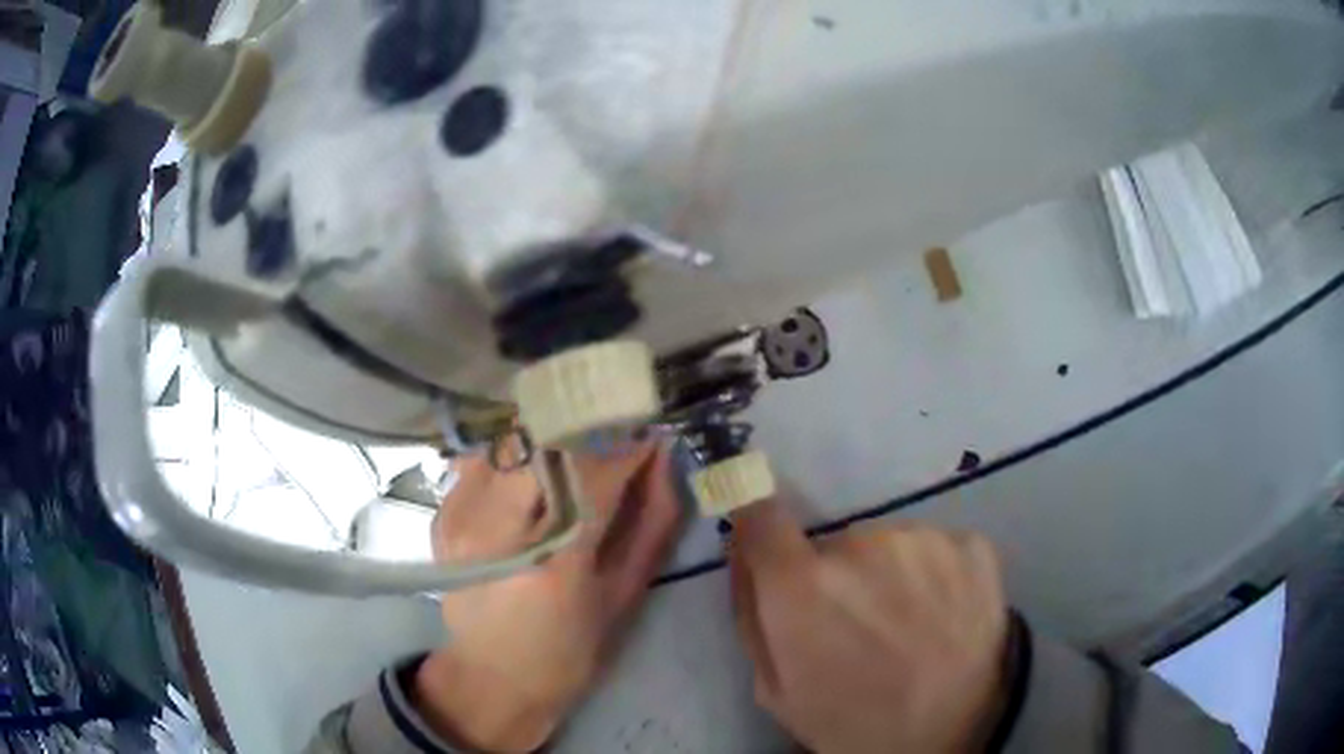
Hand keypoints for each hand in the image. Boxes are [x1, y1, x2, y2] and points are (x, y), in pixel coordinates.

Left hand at [415, 443, 682, 752]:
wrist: (492, 678)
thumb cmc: (571, 650)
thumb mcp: (624, 596)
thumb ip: (651, 522)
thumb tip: (661, 458)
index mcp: (555, 563)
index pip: (594, 474)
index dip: (627, 448)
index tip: (649, 439)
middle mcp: (497, 532)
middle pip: (544, 444)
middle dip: (586, 432)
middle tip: (612, 440)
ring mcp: (460, 520)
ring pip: (510, 442)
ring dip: (548, 440)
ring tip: (572, 458)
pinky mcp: (442, 516)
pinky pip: (483, 459)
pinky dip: (514, 457)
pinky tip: (531, 478)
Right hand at [729, 502, 1009, 753]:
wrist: (950, 734)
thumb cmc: (849, 722)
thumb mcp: (774, 688)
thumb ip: (751, 614)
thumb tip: (743, 552)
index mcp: (803, 585)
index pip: (761, 514)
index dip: (760, 526)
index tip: (769, 542)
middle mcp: (862, 544)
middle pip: (835, 543)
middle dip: (838, 577)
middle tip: (859, 626)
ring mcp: (925, 540)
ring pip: (888, 546)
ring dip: (890, 575)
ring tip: (908, 627)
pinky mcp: (972, 544)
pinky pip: (936, 549)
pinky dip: (935, 576)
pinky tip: (945, 617)